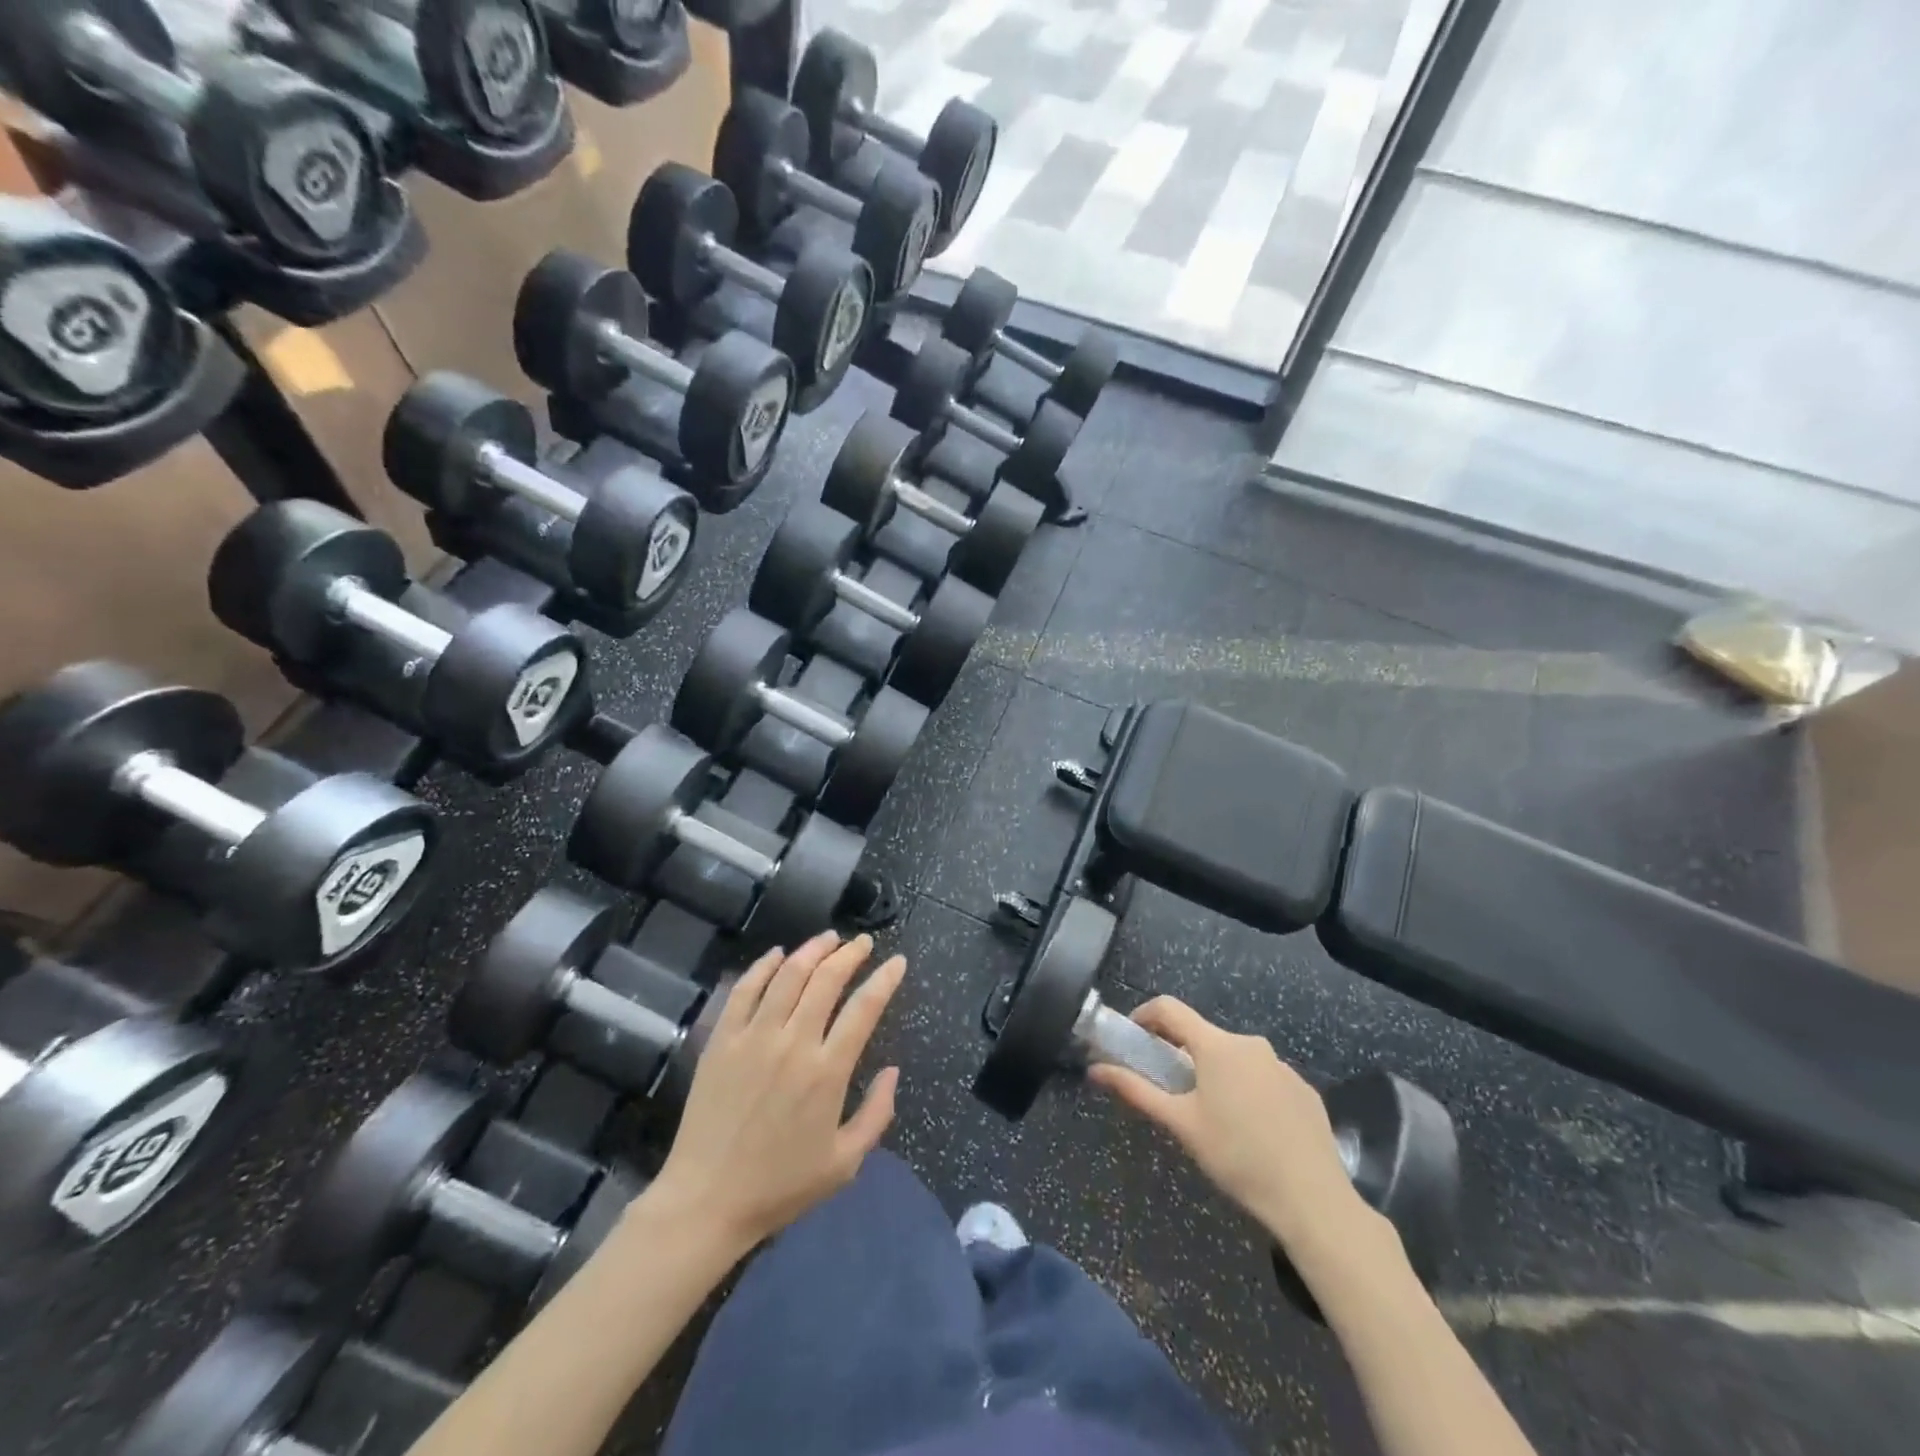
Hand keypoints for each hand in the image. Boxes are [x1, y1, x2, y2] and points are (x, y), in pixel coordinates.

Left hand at [650, 932, 904, 1253]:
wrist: (705, 1202)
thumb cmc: (779, 1186)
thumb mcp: (844, 1163)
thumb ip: (877, 1114)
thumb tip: (892, 1070)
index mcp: (827, 1072)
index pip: (864, 1008)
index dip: (885, 979)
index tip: (896, 961)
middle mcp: (793, 1043)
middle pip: (826, 979)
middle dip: (850, 954)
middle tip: (863, 943)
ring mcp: (753, 1037)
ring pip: (788, 975)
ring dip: (812, 950)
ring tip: (829, 939)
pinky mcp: (722, 1040)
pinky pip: (744, 990)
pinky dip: (763, 965)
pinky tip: (777, 954)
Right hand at [1088, 998, 1367, 1249]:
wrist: (1313, 1200)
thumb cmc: (1236, 1157)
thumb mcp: (1180, 1124)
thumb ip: (1136, 1091)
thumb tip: (1095, 1070)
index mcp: (1216, 1045)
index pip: (1169, 1008)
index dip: (1144, 1016)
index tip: (1132, 1038)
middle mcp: (1250, 1044)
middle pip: (1203, 1036)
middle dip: (1181, 1053)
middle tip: (1168, 1087)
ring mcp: (1282, 1066)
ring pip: (1235, 1058)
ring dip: (1215, 1073)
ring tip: (1211, 1115)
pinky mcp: (1304, 1090)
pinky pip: (1264, 1078)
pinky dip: (1247, 1091)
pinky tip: (1251, 1130)